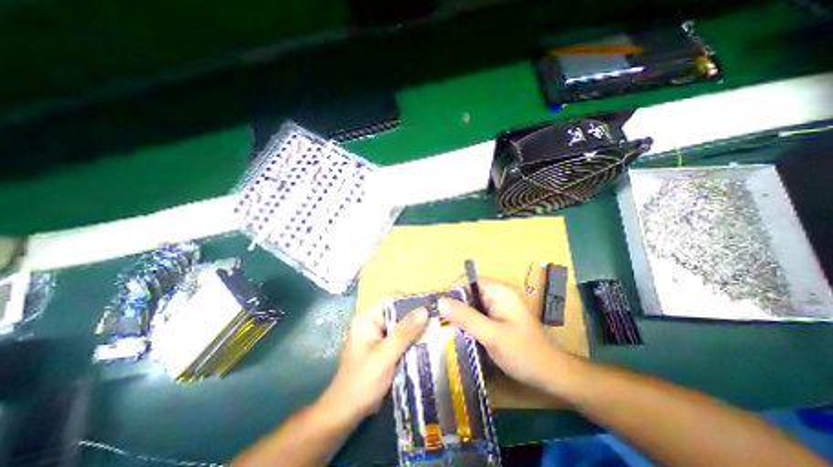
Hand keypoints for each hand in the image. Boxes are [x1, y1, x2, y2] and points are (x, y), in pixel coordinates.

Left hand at [320, 301, 429, 424]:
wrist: (347, 412)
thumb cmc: (362, 383)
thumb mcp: (385, 356)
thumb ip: (404, 333)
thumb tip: (424, 310)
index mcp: (367, 318)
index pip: (390, 299)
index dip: (410, 300)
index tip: (429, 308)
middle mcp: (372, 321)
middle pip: (397, 310)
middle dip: (415, 316)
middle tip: (436, 321)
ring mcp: (378, 334)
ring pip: (401, 323)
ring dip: (416, 328)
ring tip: (435, 331)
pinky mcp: (383, 345)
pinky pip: (401, 335)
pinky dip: (412, 338)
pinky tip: (425, 343)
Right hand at [438, 281, 569, 389]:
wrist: (552, 374)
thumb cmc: (523, 352)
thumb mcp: (492, 335)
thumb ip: (466, 317)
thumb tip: (440, 301)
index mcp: (499, 291)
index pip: (467, 281)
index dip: (452, 293)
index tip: (440, 311)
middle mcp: (499, 293)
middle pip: (469, 292)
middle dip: (455, 306)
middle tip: (442, 323)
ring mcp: (500, 305)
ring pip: (473, 304)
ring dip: (461, 315)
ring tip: (448, 330)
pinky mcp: (500, 317)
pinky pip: (479, 313)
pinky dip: (469, 321)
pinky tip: (463, 334)